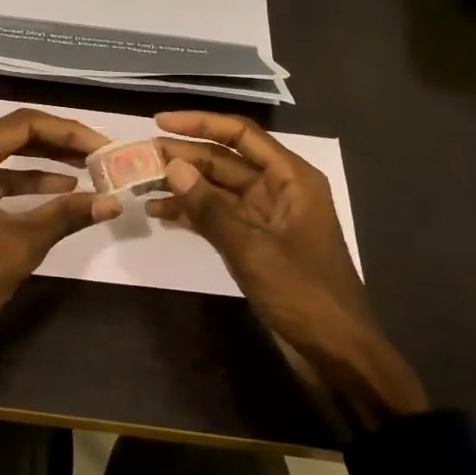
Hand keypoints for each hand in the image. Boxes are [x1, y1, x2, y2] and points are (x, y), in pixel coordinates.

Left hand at [0, 109, 119, 383]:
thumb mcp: (20, 244)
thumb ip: (66, 215)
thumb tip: (113, 202)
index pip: (25, 124)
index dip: (70, 132)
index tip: (105, 146)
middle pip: (16, 135)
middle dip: (61, 144)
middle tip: (102, 155)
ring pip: (8, 156)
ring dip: (47, 162)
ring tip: (90, 170)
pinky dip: (28, 184)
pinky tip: (61, 193)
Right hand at [150, 110, 427, 428]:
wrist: (335, 352)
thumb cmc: (302, 293)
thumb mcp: (252, 248)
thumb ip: (210, 207)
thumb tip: (173, 166)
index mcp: (291, 179)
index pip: (241, 135)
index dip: (200, 124)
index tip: (159, 122)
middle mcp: (279, 190)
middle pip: (226, 161)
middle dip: (185, 157)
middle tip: (139, 157)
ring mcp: (266, 218)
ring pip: (218, 190)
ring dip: (184, 186)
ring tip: (141, 183)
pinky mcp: (255, 244)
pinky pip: (219, 218)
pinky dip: (193, 214)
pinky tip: (160, 213)